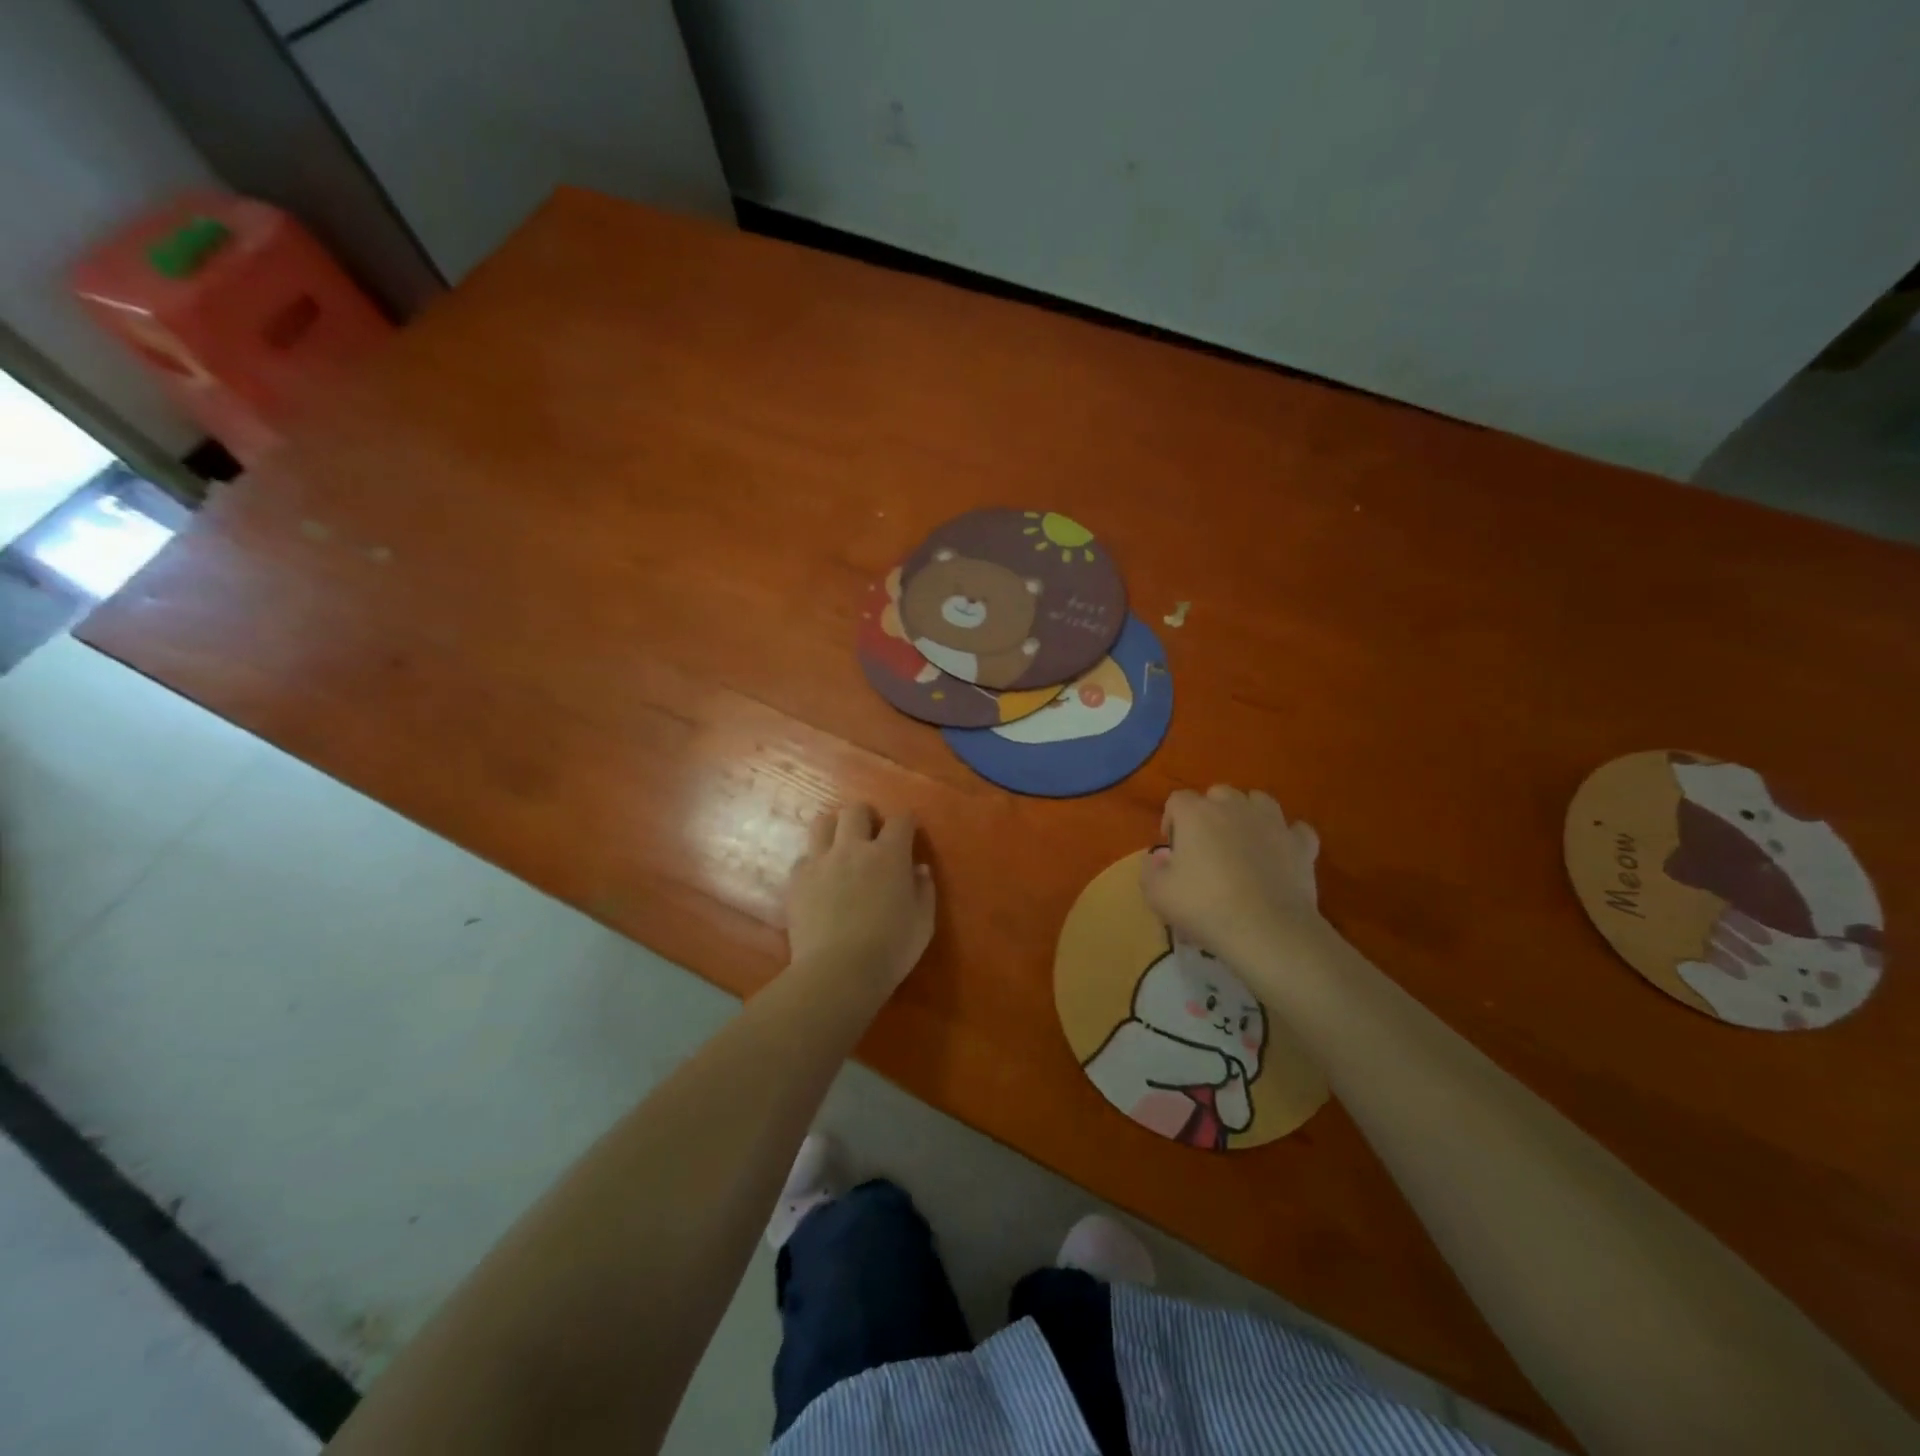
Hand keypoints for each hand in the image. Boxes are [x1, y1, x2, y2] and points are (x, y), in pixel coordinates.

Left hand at [784, 803, 935, 997]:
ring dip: (834, 828)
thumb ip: (923, 890)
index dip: (906, 822)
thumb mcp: (923, 923)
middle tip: (871, 833)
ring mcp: (820, 862)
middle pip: (855, 811)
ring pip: (822, 823)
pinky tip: (820, 879)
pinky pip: (804, 857)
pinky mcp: (797, 880)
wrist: (837, 973)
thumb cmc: (890, 949)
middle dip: (866, 816)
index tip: (909, 831)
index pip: (900, 820)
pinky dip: (814, 862)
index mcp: (889, 855)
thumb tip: (919, 870)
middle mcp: (853, 848)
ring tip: (840, 845)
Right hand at [1142, 786, 1322, 962]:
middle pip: (1218, 794)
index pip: (1178, 800)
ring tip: (1243, 841)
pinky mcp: (1301, 844)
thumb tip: (1159, 857)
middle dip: (1210, 812)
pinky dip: (1286, 838)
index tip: (1173, 848)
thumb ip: (1150, 869)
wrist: (1267, 930)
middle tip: (1206, 845)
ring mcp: (1273, 823)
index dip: (1172, 820)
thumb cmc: (1205, 907)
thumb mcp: (1157, 894)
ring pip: (1259, 801)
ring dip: (1248, 815)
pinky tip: (1280, 854)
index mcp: (1196, 814)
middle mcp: (1234, 807)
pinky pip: (1295, 829)